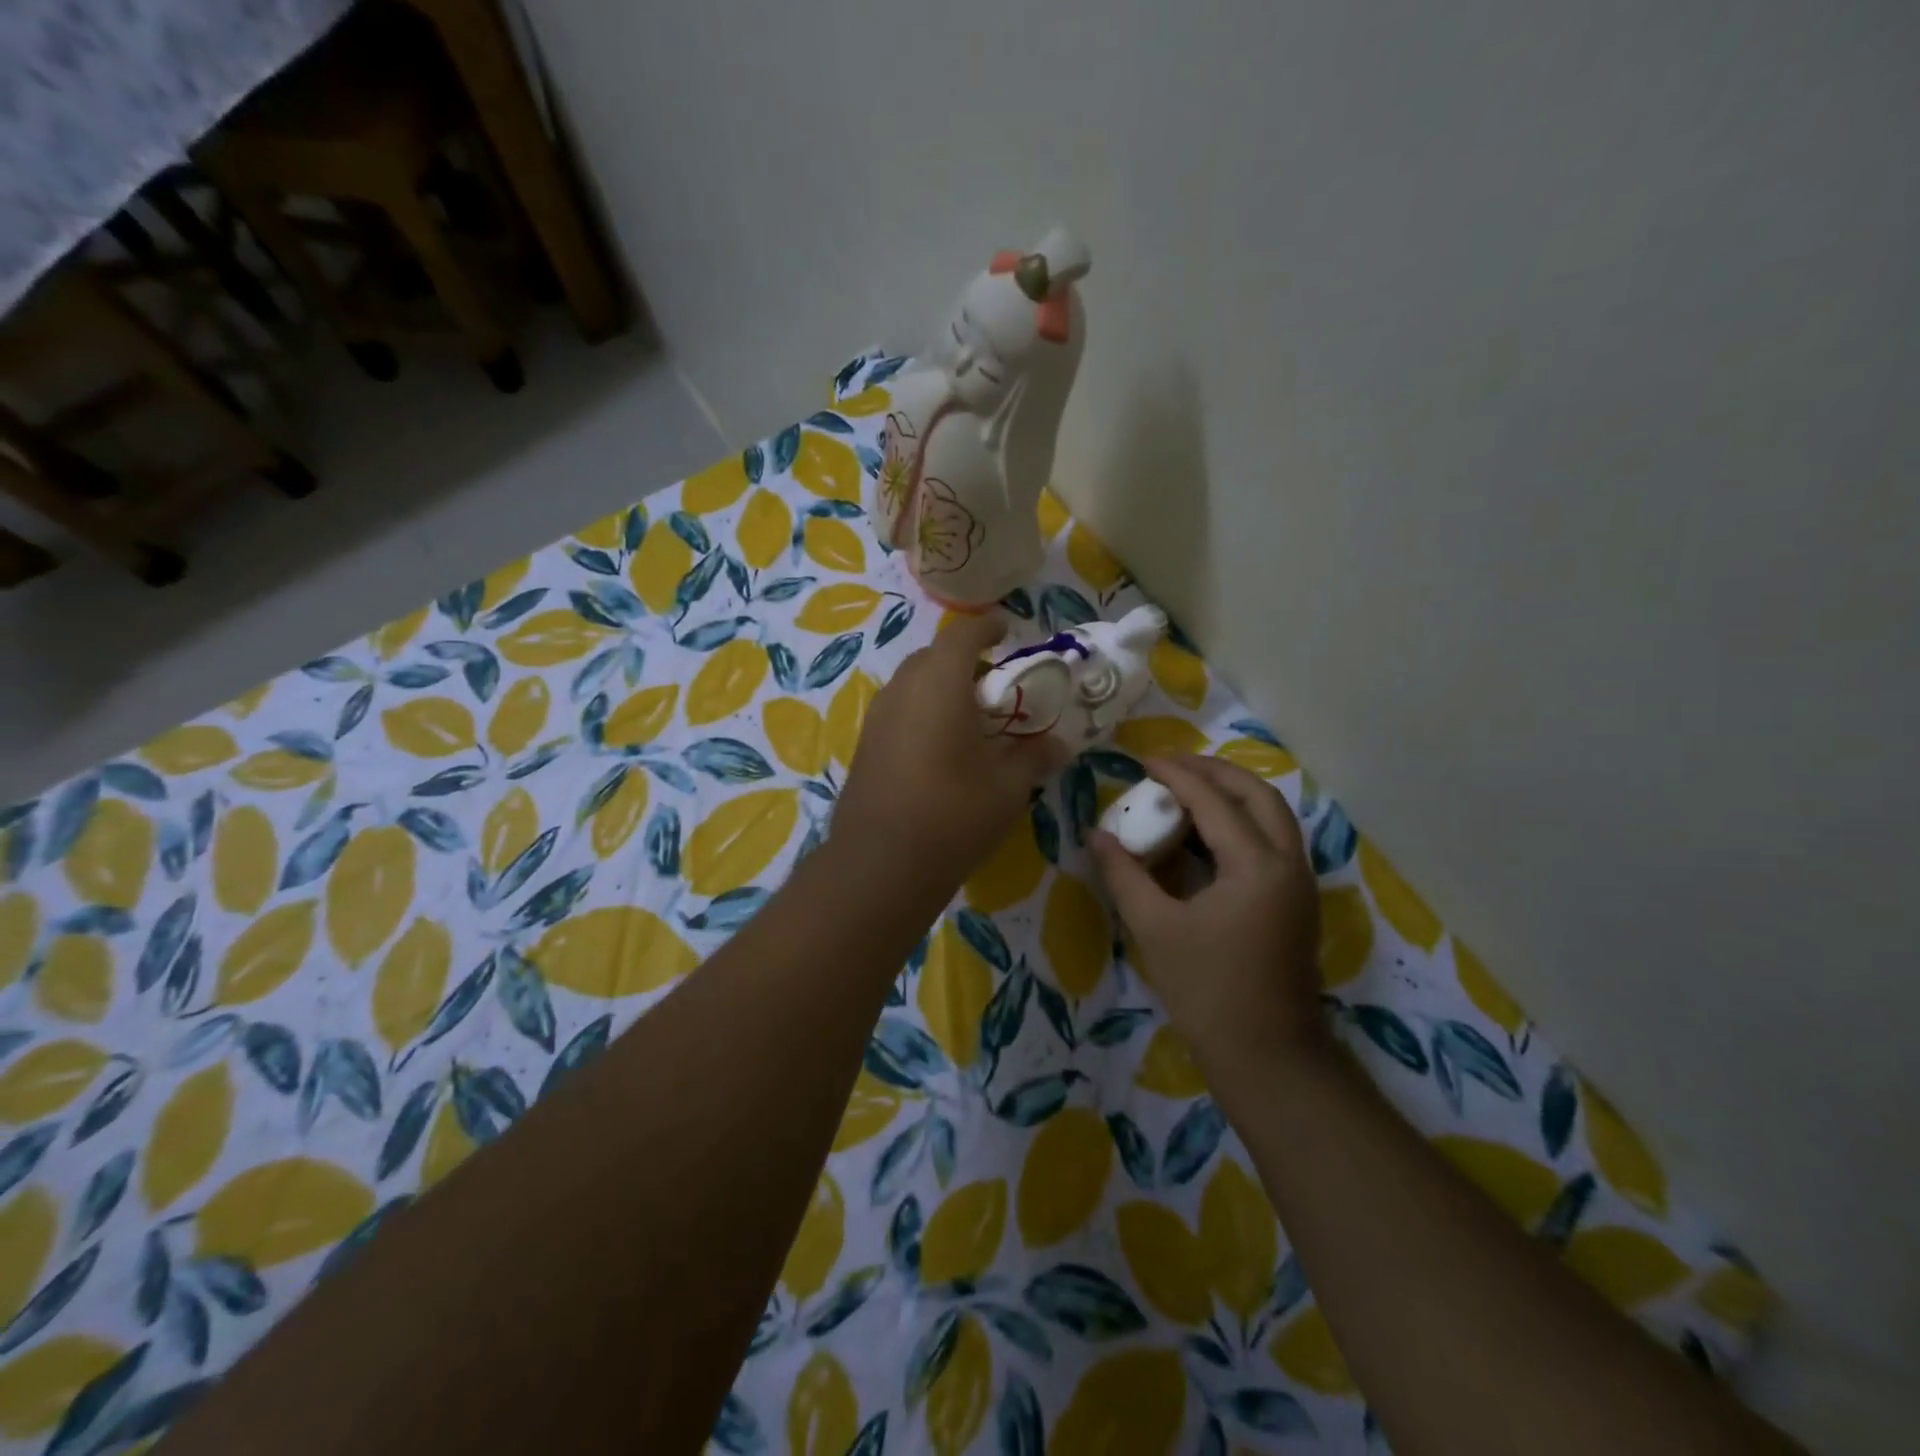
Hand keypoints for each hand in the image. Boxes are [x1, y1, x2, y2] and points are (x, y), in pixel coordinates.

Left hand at [831, 613, 1067, 894]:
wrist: (880, 865)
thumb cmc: (953, 815)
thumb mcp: (1008, 787)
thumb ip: (1034, 756)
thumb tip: (1059, 744)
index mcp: (939, 684)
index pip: (962, 635)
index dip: (986, 627)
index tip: (1006, 630)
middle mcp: (902, 690)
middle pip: (934, 657)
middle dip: (965, 661)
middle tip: (995, 685)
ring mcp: (877, 718)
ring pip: (912, 684)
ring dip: (941, 687)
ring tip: (971, 718)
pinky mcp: (865, 746)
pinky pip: (899, 710)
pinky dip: (923, 712)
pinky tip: (941, 747)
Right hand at [1090, 754, 1326, 1066]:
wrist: (1268, 1058)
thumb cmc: (1208, 992)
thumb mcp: (1155, 929)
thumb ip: (1124, 875)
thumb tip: (1096, 835)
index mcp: (1257, 865)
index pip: (1213, 801)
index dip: (1176, 774)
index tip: (1142, 760)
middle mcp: (1288, 863)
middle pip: (1257, 794)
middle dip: (1213, 771)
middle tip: (1170, 766)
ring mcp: (1299, 883)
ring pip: (1271, 815)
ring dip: (1231, 793)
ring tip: (1186, 789)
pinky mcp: (1296, 902)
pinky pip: (1272, 840)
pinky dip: (1240, 822)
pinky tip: (1206, 833)